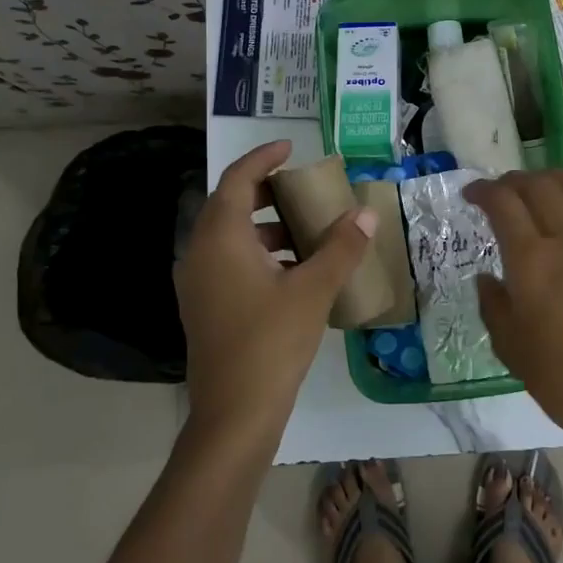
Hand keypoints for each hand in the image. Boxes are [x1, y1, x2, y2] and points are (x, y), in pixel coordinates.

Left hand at [175, 140, 375, 442]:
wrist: (234, 414)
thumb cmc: (271, 342)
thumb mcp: (313, 290)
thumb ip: (341, 247)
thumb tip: (365, 212)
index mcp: (220, 238)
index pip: (238, 179)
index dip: (263, 157)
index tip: (292, 148)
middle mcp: (199, 253)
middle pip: (230, 205)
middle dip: (268, 192)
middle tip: (305, 189)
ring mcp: (197, 283)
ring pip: (230, 237)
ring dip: (266, 227)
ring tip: (307, 231)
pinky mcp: (203, 307)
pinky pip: (229, 263)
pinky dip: (259, 255)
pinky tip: (294, 272)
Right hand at [466, 170, 562, 448]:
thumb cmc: (562, 378)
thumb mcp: (510, 348)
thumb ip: (492, 304)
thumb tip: (487, 278)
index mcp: (533, 261)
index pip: (503, 202)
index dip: (482, 191)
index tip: (471, 196)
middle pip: (539, 184)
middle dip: (512, 181)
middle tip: (500, 194)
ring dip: (551, 181)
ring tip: (539, 195)